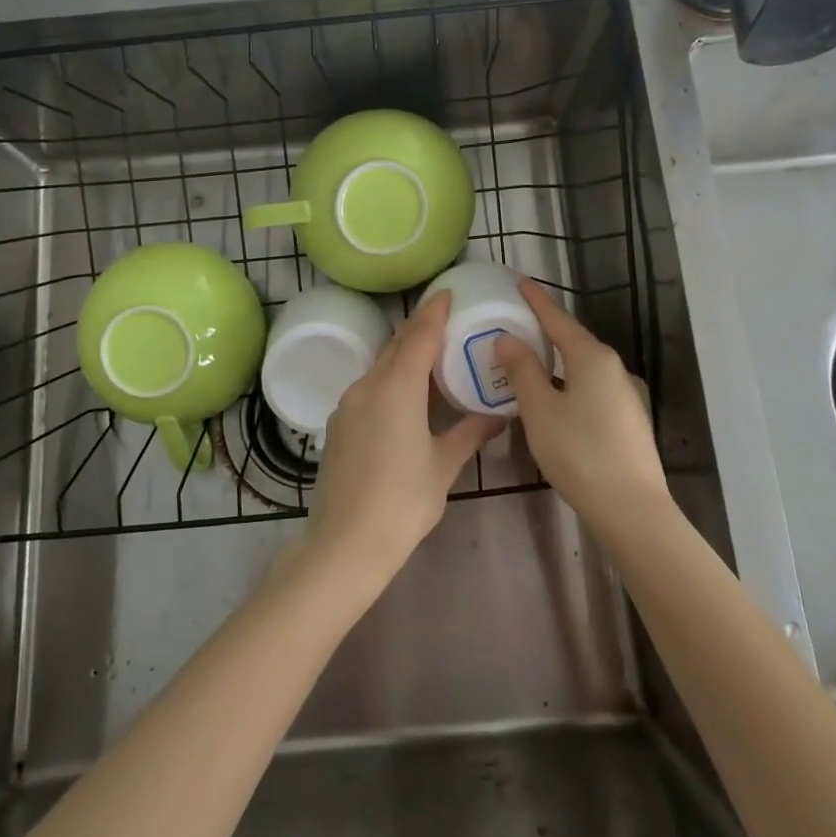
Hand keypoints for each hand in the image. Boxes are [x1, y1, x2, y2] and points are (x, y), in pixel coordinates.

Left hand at [305, 292, 503, 583]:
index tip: (447, 293)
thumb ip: (470, 433)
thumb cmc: (403, 501)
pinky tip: (404, 395)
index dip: (433, 312)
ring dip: (403, 354)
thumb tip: (498, 416)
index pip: (418, 336)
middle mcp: (368, 386)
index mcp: (397, 388)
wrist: (345, 543)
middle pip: (396, 346)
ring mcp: (348, 404)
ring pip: (379, 366)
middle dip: (419, 329)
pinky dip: (389, 379)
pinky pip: (368, 387)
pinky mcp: (338, 424)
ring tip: (430, 355)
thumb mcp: (444, 465)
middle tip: (445, 320)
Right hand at [494, 279, 667, 540]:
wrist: (631, 508)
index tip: (520, 281)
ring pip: (583, 368)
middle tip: (517, 324)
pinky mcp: (628, 420)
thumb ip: (523, 370)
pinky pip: (592, 389)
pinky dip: (569, 384)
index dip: (537, 300)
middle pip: (573, 341)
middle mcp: (614, 368)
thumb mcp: (540, 409)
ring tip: (530, 363)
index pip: (558, 319)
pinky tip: (556, 400)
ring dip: (557, 362)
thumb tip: (508, 339)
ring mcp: (626, 395)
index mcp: (592, 357)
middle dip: (546, 331)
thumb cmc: (579, 451)